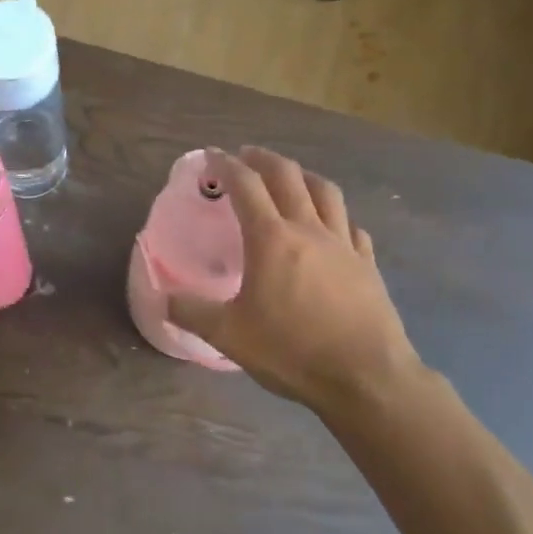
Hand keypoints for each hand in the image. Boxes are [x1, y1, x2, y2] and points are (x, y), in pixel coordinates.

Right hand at [166, 148, 425, 418]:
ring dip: (304, 176)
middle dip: (264, 159)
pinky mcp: (368, 265)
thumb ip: (192, 312)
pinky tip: (333, 227)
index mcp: (271, 238)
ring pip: (326, 192)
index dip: (227, 165)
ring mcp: (344, 245)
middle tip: (247, 155)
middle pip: (288, 176)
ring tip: (291, 176)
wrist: (366, 378)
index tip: (212, 156)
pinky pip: (351, 226)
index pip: (246, 185)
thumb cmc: (292, 350)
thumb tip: (164, 299)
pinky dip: (337, 216)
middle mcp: (308, 229)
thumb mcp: (228, 335)